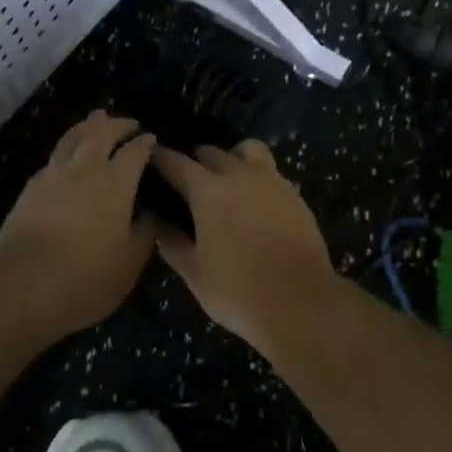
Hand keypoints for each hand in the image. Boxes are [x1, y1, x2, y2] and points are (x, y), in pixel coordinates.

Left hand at [0, 111, 157, 341]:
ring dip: (86, 126)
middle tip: (128, 122)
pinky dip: (65, 151)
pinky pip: (52, 160)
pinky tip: (65, 160)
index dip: (145, 143)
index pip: (135, 152)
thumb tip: (150, 213)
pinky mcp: (29, 190)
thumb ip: (144, 232)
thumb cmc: (87, 276)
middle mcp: (85, 169)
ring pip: (71, 138)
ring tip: (94, 120)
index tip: (151, 138)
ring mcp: (53, 176)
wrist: (21, 286)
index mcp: (116, 182)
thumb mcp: (130, 262)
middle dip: (117, 124)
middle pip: (101, 133)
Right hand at [150, 140, 335, 350]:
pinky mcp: (294, 193)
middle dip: (195, 159)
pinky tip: (254, 198)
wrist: (300, 301)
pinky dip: (256, 175)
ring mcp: (271, 181)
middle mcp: (238, 175)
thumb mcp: (195, 275)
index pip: (177, 163)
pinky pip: (270, 171)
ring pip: (247, 149)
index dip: (161, 158)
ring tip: (227, 177)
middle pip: (211, 152)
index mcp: (208, 191)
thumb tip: (159, 224)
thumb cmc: (238, 291)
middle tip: (187, 176)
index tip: (151, 157)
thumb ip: (173, 244)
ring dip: (231, 156)